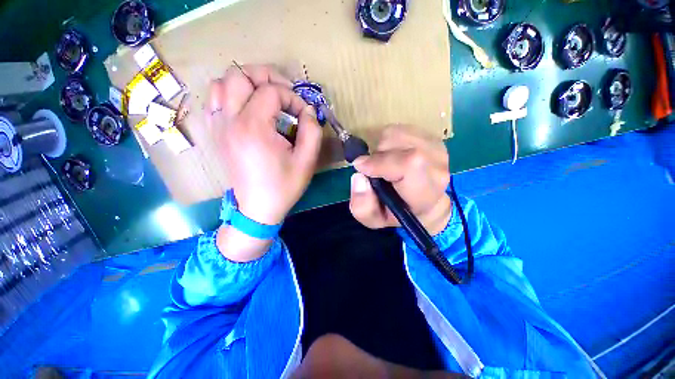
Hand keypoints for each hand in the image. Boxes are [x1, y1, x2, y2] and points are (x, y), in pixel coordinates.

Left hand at [209, 64, 321, 260]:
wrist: (258, 208)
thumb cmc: (284, 186)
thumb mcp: (307, 161)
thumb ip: (312, 131)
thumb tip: (307, 110)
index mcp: (254, 128)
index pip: (271, 91)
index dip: (293, 97)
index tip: (303, 114)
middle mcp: (230, 121)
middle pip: (240, 74)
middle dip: (266, 77)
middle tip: (284, 93)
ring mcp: (219, 126)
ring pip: (222, 82)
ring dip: (246, 84)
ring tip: (265, 98)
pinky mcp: (216, 133)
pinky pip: (215, 100)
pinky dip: (231, 95)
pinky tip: (247, 108)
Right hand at [349, 126, 451, 235]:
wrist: (425, 204)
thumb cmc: (398, 213)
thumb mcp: (375, 219)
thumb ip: (363, 206)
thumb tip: (358, 176)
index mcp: (425, 191)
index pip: (409, 163)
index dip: (380, 161)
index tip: (361, 167)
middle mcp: (437, 166)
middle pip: (398, 142)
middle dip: (376, 155)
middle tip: (375, 171)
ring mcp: (437, 148)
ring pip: (395, 133)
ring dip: (381, 147)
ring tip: (385, 164)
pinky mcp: (432, 137)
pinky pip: (399, 129)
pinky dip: (388, 140)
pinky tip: (392, 155)